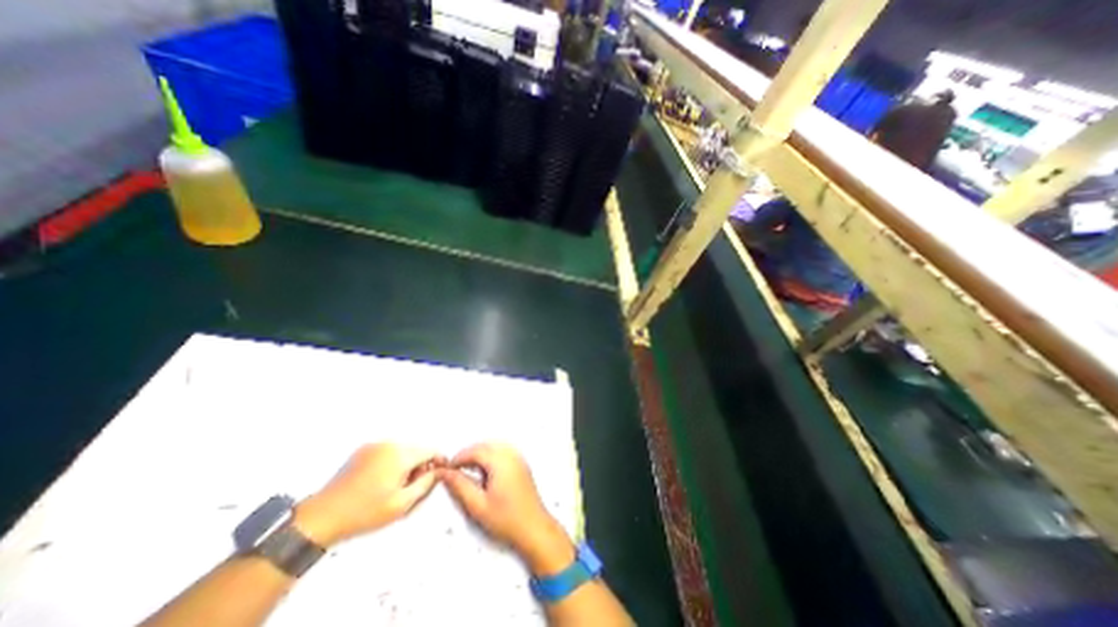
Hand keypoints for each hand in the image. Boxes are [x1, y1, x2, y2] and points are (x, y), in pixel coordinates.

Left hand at [295, 442, 442, 544]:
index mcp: (400, 454)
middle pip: (416, 450)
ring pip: (402, 451)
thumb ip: (426, 484)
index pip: (430, 450)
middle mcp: (389, 444)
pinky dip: (391, 463)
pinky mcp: (362, 450)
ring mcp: (374, 445)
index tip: (438, 476)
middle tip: (411, 489)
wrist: (320, 518)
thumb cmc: (364, 513)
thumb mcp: (402, 504)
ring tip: (394, 488)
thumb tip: (439, 471)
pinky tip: (380, 483)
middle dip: (419, 466)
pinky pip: (387, 452)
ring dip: (405, 465)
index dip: (438, 463)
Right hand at [439, 444, 570, 575]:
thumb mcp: (478, 505)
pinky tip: (485, 472)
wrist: (534, 528)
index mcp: (501, 461)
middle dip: (469, 454)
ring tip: (468, 471)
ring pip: (494, 447)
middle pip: (486, 445)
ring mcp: (518, 458)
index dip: (460, 457)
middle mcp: (511, 454)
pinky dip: (490, 456)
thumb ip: (460, 486)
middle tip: (455, 470)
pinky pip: (503, 451)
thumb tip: (445, 472)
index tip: (447, 468)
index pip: (476, 450)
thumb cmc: (505, 518)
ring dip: (480, 454)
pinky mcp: (522, 464)